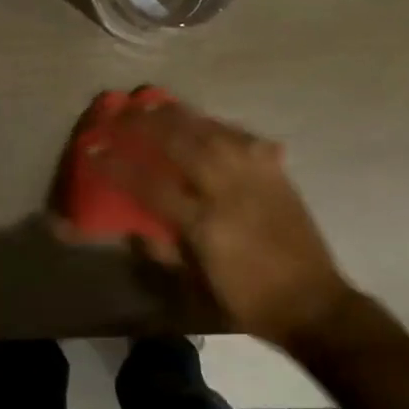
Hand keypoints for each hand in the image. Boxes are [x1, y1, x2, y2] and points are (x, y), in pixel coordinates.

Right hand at [97, 103, 355, 348]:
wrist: (314, 304)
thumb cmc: (249, 301)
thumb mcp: (198, 286)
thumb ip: (165, 250)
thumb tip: (135, 226)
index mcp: (205, 224)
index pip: (150, 185)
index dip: (118, 164)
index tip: (94, 147)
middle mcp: (228, 191)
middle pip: (182, 143)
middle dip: (147, 124)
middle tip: (124, 111)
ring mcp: (256, 177)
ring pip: (213, 131)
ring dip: (181, 115)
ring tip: (157, 104)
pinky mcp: (277, 173)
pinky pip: (244, 139)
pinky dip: (220, 127)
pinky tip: (207, 124)